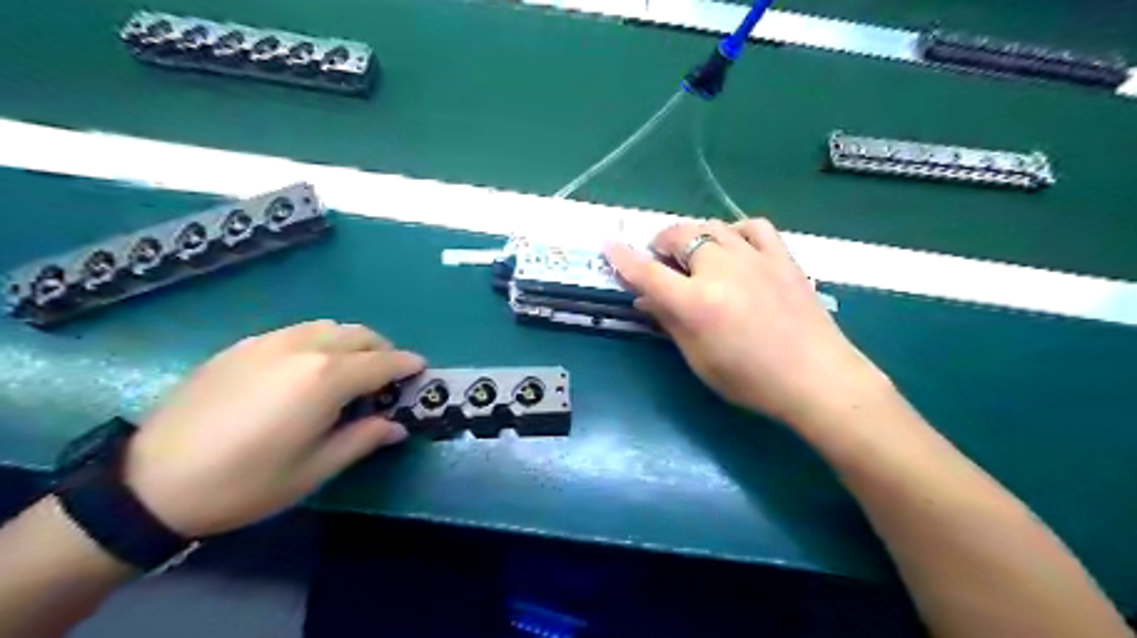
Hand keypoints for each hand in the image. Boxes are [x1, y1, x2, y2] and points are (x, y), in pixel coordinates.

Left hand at [122, 321, 425, 535]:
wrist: (151, 482)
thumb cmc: (246, 482)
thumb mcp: (315, 469)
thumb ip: (363, 439)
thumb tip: (397, 426)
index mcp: (326, 378)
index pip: (383, 362)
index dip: (407, 365)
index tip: (421, 370)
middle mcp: (304, 348)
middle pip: (360, 335)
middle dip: (382, 350)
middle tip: (386, 377)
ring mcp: (269, 342)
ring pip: (329, 327)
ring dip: (351, 342)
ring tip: (349, 371)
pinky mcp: (242, 346)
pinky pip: (297, 331)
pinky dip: (318, 341)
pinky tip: (305, 369)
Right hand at [603, 220, 886, 428]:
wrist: (816, 378)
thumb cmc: (750, 380)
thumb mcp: (699, 359)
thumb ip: (669, 322)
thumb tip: (644, 298)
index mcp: (695, 302)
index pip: (647, 272)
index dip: (623, 258)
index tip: (609, 245)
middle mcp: (720, 270)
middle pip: (680, 237)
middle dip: (661, 242)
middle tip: (658, 257)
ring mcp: (754, 258)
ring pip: (712, 227)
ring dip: (693, 235)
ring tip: (691, 252)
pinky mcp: (781, 257)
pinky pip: (753, 226)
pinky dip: (735, 231)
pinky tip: (733, 245)